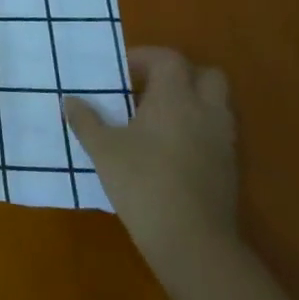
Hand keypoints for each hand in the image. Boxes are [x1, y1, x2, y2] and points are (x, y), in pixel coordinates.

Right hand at [65, 48, 239, 289]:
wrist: (192, 241)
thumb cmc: (143, 183)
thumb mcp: (103, 149)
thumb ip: (86, 121)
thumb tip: (69, 101)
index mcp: (176, 99)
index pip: (169, 59)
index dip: (145, 57)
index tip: (120, 71)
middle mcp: (206, 112)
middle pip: (206, 75)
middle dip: (179, 75)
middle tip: (146, 88)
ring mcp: (222, 141)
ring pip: (215, 104)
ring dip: (189, 102)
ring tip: (154, 119)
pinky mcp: (228, 167)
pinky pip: (215, 132)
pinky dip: (196, 128)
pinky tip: (167, 149)